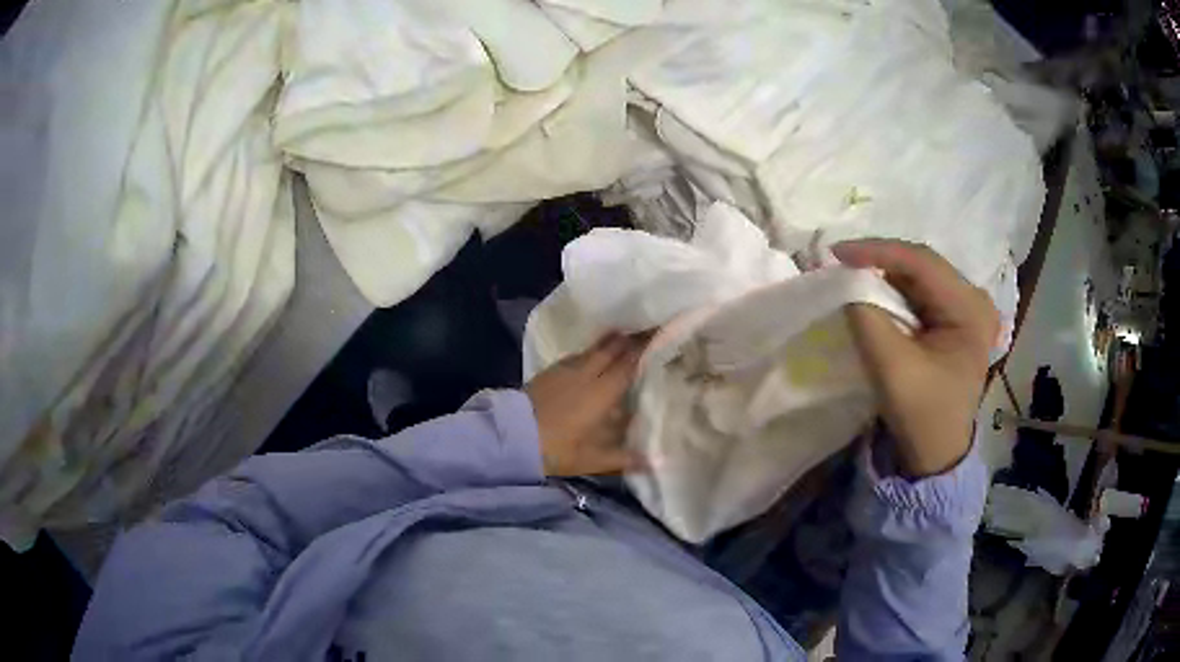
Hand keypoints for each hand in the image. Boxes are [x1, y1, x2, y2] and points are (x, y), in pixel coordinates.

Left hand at [525, 333, 647, 476]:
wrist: (511, 435)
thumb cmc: (556, 448)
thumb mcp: (592, 459)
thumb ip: (624, 458)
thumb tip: (655, 461)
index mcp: (602, 392)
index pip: (629, 364)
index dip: (646, 348)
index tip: (660, 333)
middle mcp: (587, 374)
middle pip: (612, 349)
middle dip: (631, 338)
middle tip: (648, 328)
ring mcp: (566, 369)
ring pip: (594, 349)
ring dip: (611, 342)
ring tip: (625, 336)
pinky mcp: (550, 371)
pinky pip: (578, 355)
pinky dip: (591, 351)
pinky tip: (593, 356)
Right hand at [833, 240, 998, 477]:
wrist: (936, 453)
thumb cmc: (921, 414)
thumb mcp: (891, 367)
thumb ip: (867, 318)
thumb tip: (846, 280)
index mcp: (971, 309)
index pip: (922, 263)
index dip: (877, 252)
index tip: (835, 254)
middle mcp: (975, 299)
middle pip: (922, 265)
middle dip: (879, 260)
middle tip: (839, 261)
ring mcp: (967, 307)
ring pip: (919, 275)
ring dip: (885, 274)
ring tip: (850, 272)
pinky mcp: (956, 317)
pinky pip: (920, 291)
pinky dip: (893, 290)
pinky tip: (873, 290)